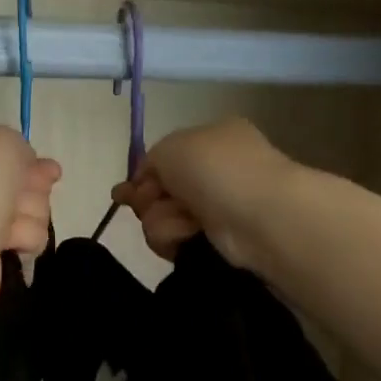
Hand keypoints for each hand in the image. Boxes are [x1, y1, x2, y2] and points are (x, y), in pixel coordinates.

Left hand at [0, 125, 60, 324]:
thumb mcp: (1, 142)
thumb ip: (20, 146)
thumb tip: (27, 172)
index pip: (4, 148)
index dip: (28, 160)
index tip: (50, 171)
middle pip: (22, 179)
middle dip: (32, 189)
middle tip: (16, 200)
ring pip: (30, 209)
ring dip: (30, 215)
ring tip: (8, 228)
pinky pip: (26, 238)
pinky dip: (25, 239)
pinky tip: (10, 246)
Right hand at [111, 117, 290, 265]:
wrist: (258, 214)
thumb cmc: (216, 169)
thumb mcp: (172, 147)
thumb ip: (150, 160)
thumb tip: (141, 183)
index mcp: (211, 140)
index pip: (164, 160)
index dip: (141, 177)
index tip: (121, 194)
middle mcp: (213, 173)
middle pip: (158, 194)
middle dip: (149, 201)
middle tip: (155, 201)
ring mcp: (214, 209)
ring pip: (160, 219)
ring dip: (162, 221)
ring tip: (184, 221)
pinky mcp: (213, 241)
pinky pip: (175, 241)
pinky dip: (176, 238)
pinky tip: (190, 235)